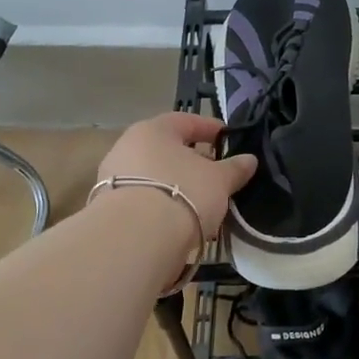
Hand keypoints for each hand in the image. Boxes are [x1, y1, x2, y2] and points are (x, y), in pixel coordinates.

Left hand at [95, 113, 257, 238]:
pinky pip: (144, 199)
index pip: (186, 120)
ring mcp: (113, 177)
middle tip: (215, 174)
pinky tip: (179, 220)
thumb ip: (234, 168)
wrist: (135, 238)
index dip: (210, 128)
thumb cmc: (183, 193)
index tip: (228, 138)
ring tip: (200, 203)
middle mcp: (128, 146)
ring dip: (177, 185)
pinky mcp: (108, 208)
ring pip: (154, 176)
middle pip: (167, 149)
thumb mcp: (219, 180)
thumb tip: (250, 159)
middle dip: (192, 161)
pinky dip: (162, 205)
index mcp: (154, 129)